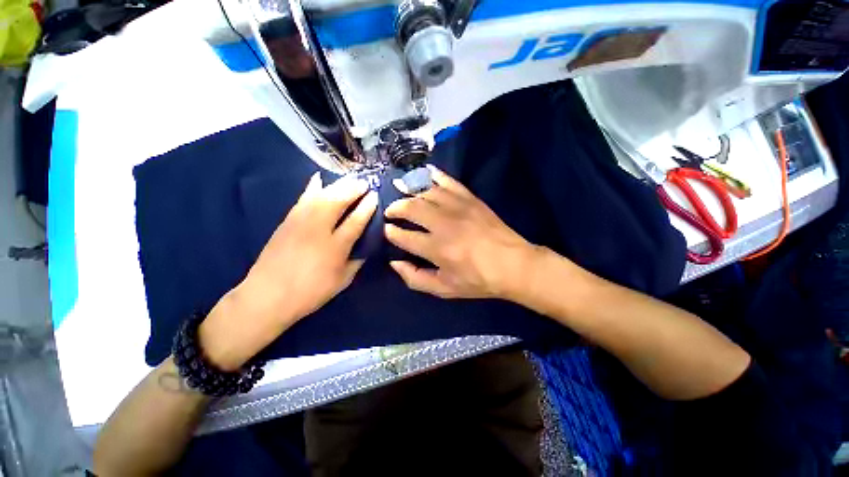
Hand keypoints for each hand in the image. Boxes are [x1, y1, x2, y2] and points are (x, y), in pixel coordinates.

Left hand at [200, 173, 377, 369]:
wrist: (268, 296)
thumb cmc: (311, 292)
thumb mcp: (342, 281)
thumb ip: (356, 260)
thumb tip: (365, 245)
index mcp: (336, 247)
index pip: (356, 220)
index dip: (367, 207)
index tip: (374, 195)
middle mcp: (319, 230)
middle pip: (338, 202)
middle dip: (353, 189)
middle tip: (364, 183)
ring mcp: (300, 223)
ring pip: (321, 196)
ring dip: (337, 186)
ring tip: (349, 180)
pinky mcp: (287, 221)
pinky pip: (302, 199)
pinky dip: (312, 187)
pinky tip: (318, 179)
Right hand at [384, 165, 537, 298]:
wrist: (513, 264)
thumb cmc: (478, 280)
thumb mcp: (445, 289)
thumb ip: (416, 278)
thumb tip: (395, 263)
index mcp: (436, 249)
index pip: (404, 236)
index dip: (391, 233)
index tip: (387, 230)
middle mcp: (443, 224)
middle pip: (411, 208)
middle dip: (395, 208)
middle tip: (390, 211)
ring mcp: (458, 207)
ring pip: (426, 192)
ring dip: (409, 190)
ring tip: (399, 190)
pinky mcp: (470, 199)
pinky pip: (448, 182)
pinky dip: (434, 175)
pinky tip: (424, 172)